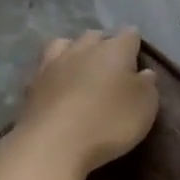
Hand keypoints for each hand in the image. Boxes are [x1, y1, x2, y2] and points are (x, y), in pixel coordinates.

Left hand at [15, 28, 158, 176]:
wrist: (54, 144)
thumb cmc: (110, 122)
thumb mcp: (145, 106)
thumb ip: (147, 85)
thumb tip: (144, 72)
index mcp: (114, 50)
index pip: (129, 36)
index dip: (135, 43)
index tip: (140, 55)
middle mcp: (82, 49)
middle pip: (95, 36)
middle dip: (105, 43)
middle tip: (113, 61)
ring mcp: (53, 64)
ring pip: (65, 44)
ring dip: (75, 50)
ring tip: (81, 64)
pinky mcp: (32, 84)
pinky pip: (46, 67)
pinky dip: (55, 70)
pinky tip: (59, 82)